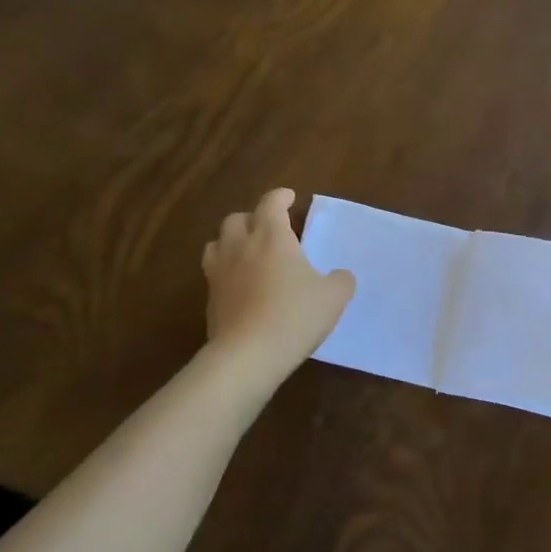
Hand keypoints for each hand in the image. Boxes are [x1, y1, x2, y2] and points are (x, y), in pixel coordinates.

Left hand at [203, 189, 354, 369]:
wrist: (249, 354)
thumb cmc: (295, 315)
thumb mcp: (333, 297)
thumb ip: (340, 280)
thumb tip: (340, 276)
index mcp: (272, 237)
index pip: (271, 204)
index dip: (280, 197)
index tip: (288, 198)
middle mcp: (241, 247)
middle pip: (237, 219)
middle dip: (253, 218)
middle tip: (269, 229)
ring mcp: (219, 272)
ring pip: (217, 243)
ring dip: (232, 242)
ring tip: (247, 253)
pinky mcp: (210, 299)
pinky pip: (214, 273)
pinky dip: (226, 271)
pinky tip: (241, 285)